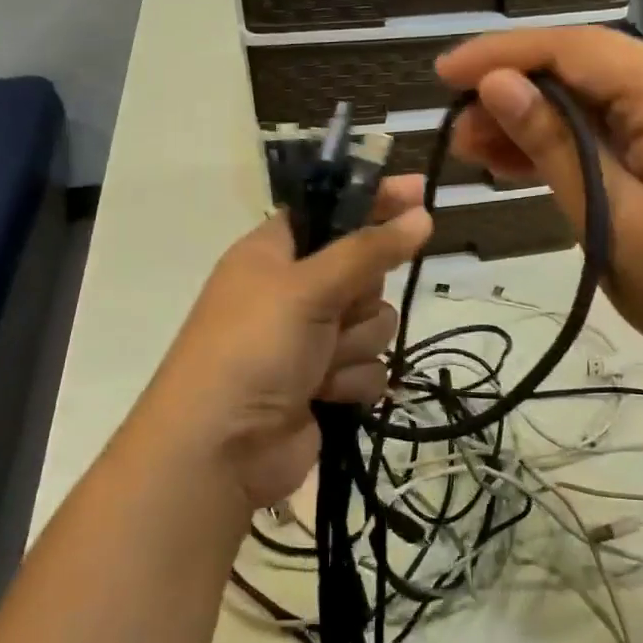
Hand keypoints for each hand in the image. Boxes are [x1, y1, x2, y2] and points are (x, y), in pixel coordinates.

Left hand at [139, 178, 431, 511]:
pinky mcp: (327, 382)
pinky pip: (370, 366)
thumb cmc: (253, 348)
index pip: (332, 211)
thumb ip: (368, 250)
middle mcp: (294, 291)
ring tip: (321, 364)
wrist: (221, 450)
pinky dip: (352, 381)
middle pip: (364, 272)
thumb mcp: (308, 287)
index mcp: (274, 253)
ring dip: (355, 345)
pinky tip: (325, 395)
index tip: (418, 192)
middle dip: (360, 297)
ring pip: (374, 322)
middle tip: (336, 310)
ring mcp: (311, 339)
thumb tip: (421, 214)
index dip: (372, 201)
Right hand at [437, 28, 642, 397]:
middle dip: (515, 93)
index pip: (574, 49)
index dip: (502, 55)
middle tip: (457, 134)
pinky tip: (526, 167)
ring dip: (538, 124)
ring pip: (598, 105)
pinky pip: (620, 136)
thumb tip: (496, 86)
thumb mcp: (612, 218)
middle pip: (586, 71)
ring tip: (478, 153)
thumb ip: (553, 145)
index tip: (442, 75)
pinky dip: (572, 148)